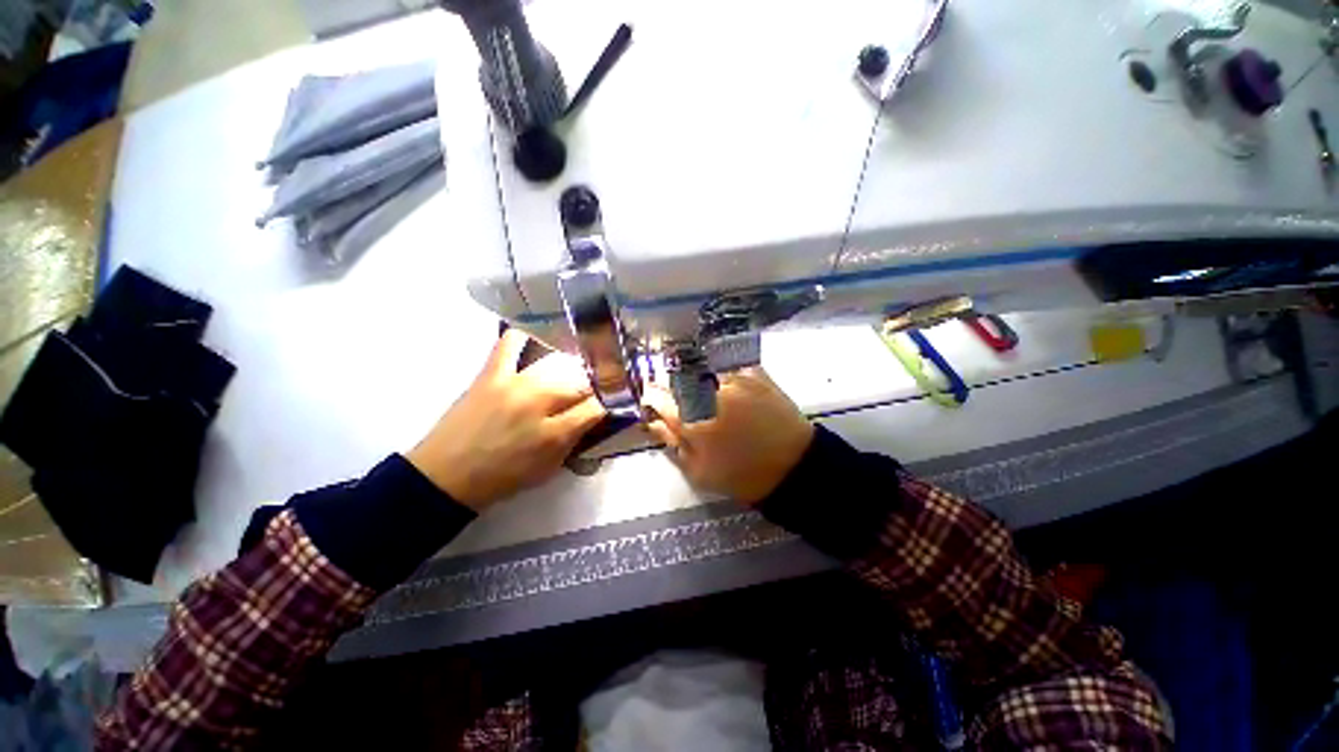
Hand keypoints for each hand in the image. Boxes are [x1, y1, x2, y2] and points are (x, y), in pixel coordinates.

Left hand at [407, 330, 605, 509]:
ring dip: (571, 369)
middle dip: (595, 386)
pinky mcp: (490, 374)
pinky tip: (535, 344)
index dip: (611, 403)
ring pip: (558, 363)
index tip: (613, 401)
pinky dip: (525, 338)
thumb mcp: (548, 469)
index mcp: (554, 434)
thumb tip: (594, 418)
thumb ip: (575, 441)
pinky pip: (510, 344)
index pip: (597, 407)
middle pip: (582, 382)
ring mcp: (514, 384)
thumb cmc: (502, 478)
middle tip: (594, 390)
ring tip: (572, 373)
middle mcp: (539, 404)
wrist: (446, 476)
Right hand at [642, 368, 813, 504]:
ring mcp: (733, 378)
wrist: (794, 466)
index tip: (652, 403)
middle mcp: (708, 391)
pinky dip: (719, 376)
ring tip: (705, 397)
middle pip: (676, 377)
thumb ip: (672, 442)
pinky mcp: (753, 372)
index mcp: (691, 418)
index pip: (657, 396)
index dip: (650, 398)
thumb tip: (653, 421)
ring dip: (695, 381)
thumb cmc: (743, 475)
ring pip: (700, 370)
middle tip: (680, 402)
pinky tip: (726, 391)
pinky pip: (725, 368)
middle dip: (671, 388)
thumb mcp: (699, 470)